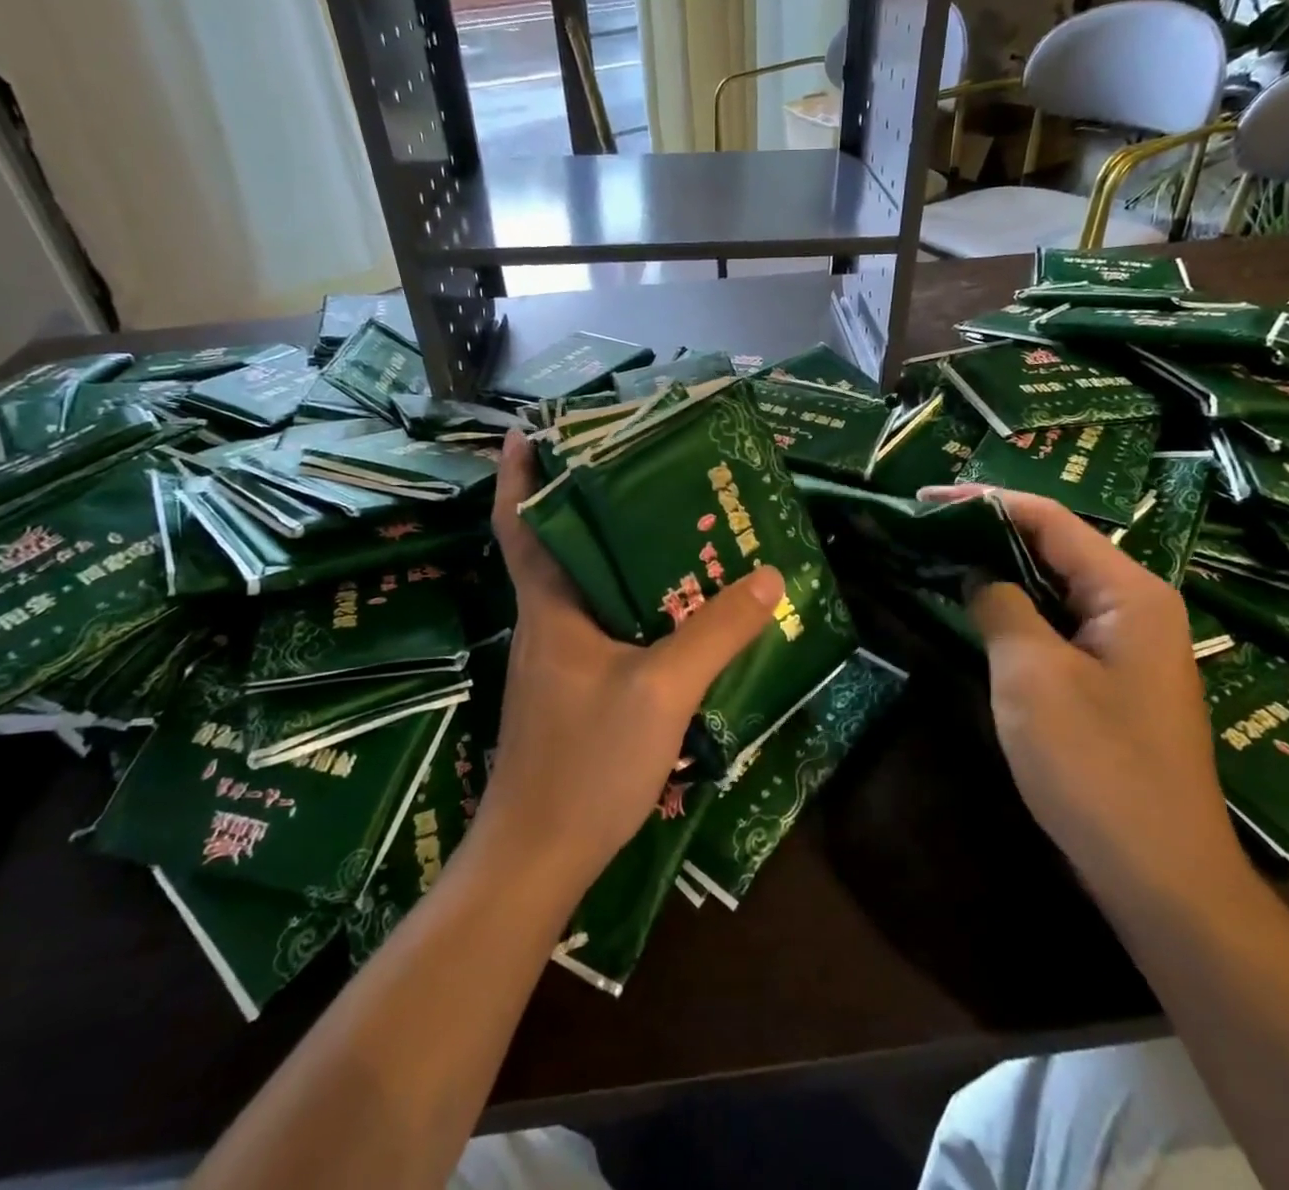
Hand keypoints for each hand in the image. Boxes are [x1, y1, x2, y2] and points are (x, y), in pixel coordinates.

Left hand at [482, 429, 784, 898]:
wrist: (538, 859)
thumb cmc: (586, 762)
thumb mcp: (662, 690)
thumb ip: (716, 632)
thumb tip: (769, 575)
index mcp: (550, 607)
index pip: (520, 524)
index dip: (519, 475)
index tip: (529, 430)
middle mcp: (547, 623)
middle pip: (560, 547)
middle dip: (589, 503)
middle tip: (642, 469)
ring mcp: (557, 660)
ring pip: (584, 588)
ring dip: (615, 555)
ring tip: (669, 527)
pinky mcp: (572, 691)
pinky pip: (602, 626)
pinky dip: (629, 603)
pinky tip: (671, 610)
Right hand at [919, 485, 1244, 897]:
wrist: (1160, 875)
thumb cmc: (1096, 766)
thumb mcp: (1032, 674)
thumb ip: (999, 607)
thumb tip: (976, 574)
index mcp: (1129, 592)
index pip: (1050, 520)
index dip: (985, 501)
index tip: (924, 498)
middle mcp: (1136, 607)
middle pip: (1055, 547)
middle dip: (989, 531)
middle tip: (924, 526)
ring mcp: (1126, 646)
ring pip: (1053, 586)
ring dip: (999, 569)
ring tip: (939, 555)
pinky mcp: (1111, 679)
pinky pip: (1057, 624)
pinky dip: (1014, 609)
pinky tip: (975, 609)